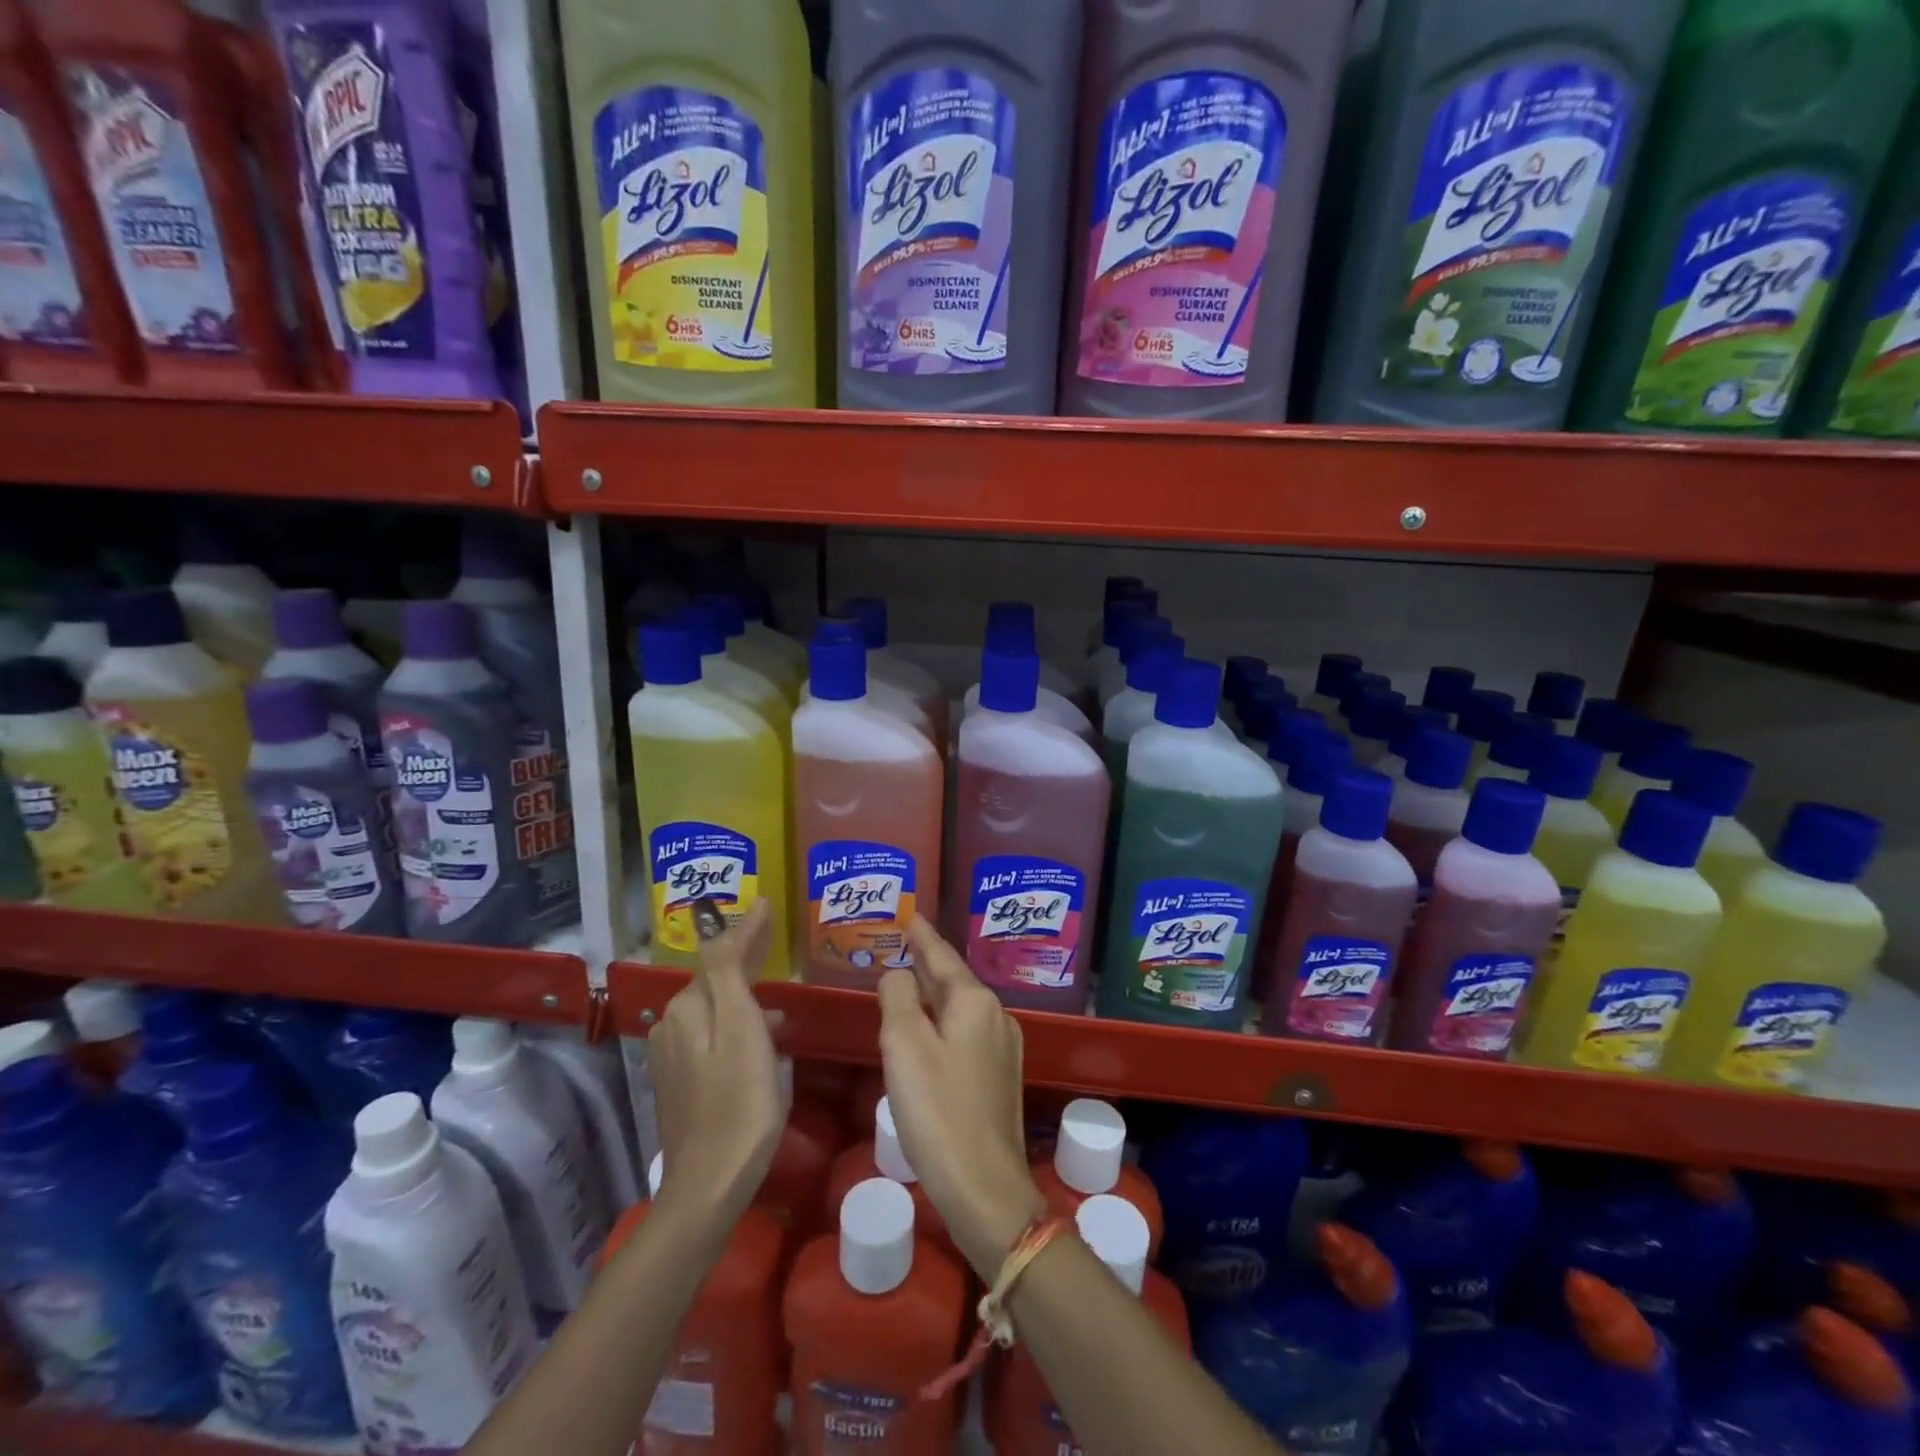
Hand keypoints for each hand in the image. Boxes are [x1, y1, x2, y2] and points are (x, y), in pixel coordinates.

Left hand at [647, 898, 786, 1223]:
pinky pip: (713, 1033)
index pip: (721, 952)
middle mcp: (672, 1023)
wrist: (709, 1183)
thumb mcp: (741, 1026)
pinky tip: (763, 1035)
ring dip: (744, 992)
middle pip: (716, 978)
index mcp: (687, 1006)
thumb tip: (734, 914)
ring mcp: (673, 1055)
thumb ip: (729, 968)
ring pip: (716, 1006)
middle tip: (774, 935)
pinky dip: (738, 1021)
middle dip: (744, 955)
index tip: (768, 904)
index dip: (748, 928)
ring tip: (778, 989)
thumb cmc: (739, 1100)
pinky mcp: (681, 1081)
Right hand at [877, 918, 1044, 1279]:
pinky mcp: (1000, 1077)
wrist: (986, 1188)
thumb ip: (898, 998)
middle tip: (901, 943)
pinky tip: (927, 1031)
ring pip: (961, 1007)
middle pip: (954, 979)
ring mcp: (1004, 1048)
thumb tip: (899, 973)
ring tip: (908, 981)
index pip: (942, 955)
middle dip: (927, 962)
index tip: (909, 913)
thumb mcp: (904, 1047)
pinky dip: (943, 1021)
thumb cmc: (938, 1112)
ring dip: (934, 993)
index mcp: (975, 1002)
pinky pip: (966, 1032)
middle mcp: (996, 1016)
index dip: (922, 935)